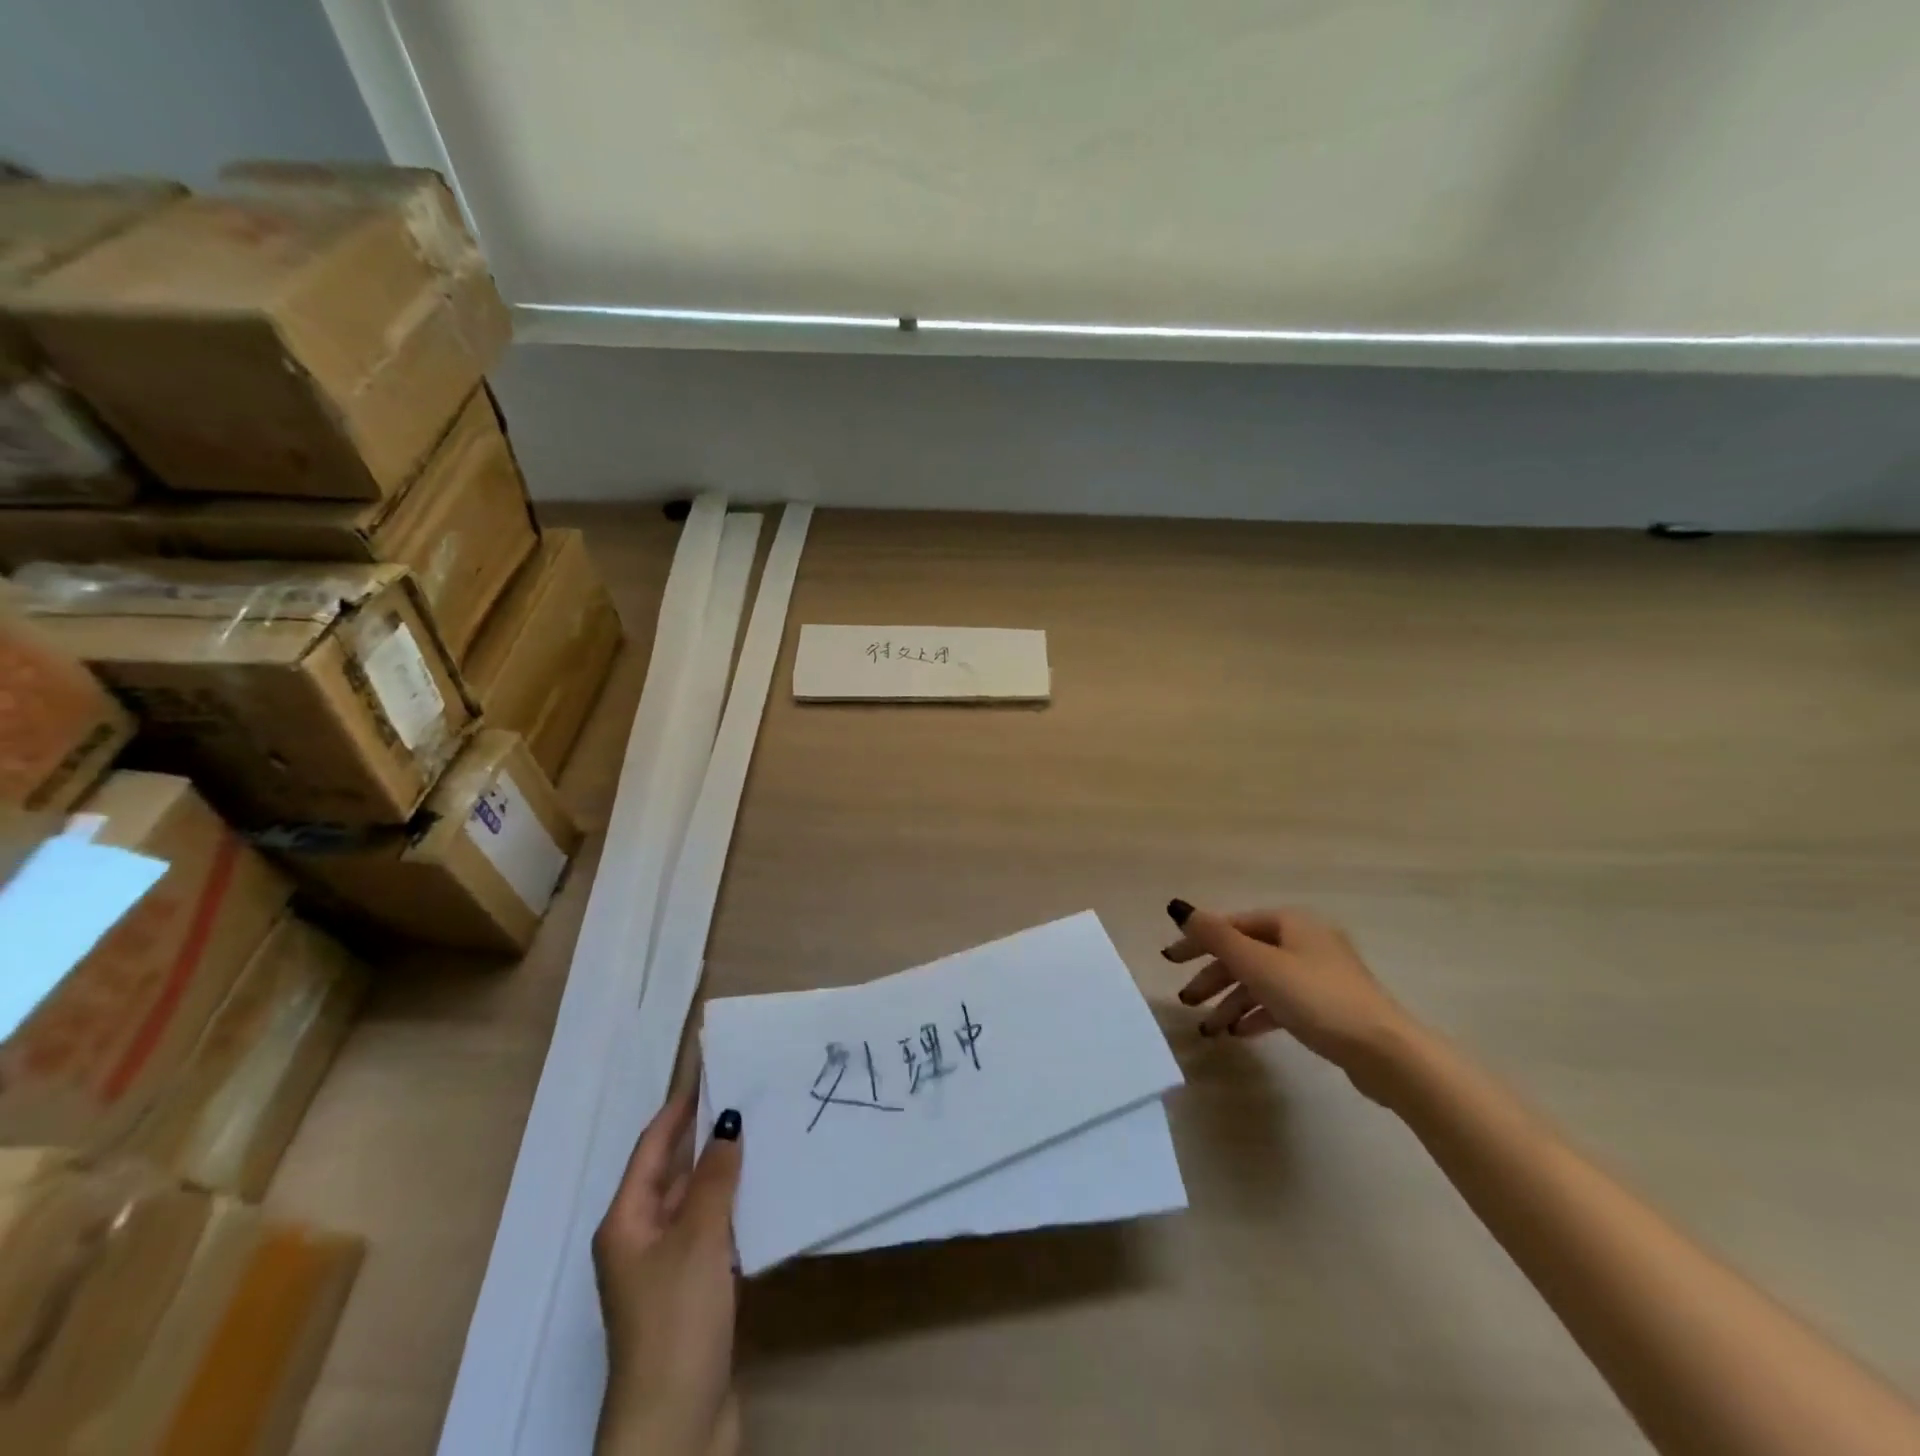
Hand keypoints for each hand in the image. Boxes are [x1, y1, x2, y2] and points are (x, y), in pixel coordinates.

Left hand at [593, 1092, 742, 1455]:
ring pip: (696, 1201)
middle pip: (672, 1172)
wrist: (676, 1426)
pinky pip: (712, 1231)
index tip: (712, 1071)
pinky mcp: (692, 1292)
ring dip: (723, 1171)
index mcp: (626, 1222)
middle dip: (705, 1136)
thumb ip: (714, 1177)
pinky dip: (733, 1206)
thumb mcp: (697, 1239)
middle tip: (750, 1096)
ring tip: (764, 1132)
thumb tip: (728, 1120)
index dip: (679, 1108)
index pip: (652, 1147)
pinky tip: (764, 1191)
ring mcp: (666, 1269)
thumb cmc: (676, 1321)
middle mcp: (640, 1239)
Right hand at [1163, 901, 1416, 1097]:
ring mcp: (1319, 974)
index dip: (1197, 941)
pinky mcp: (1328, 1006)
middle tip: (1185, 999)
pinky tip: (1239, 1033)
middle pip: (1245, 953)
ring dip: (1231, 1002)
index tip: (1169, 960)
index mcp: (1289, 922)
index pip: (1231, 925)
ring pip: (1262, 981)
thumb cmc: (1316, 998)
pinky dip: (1257, 1014)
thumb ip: (1215, 936)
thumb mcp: (1257, 965)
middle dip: (1213, 977)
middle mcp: (1304, 940)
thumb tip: (1179, 908)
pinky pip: (1281, 1002)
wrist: (1385, 1052)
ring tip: (1209, 1028)